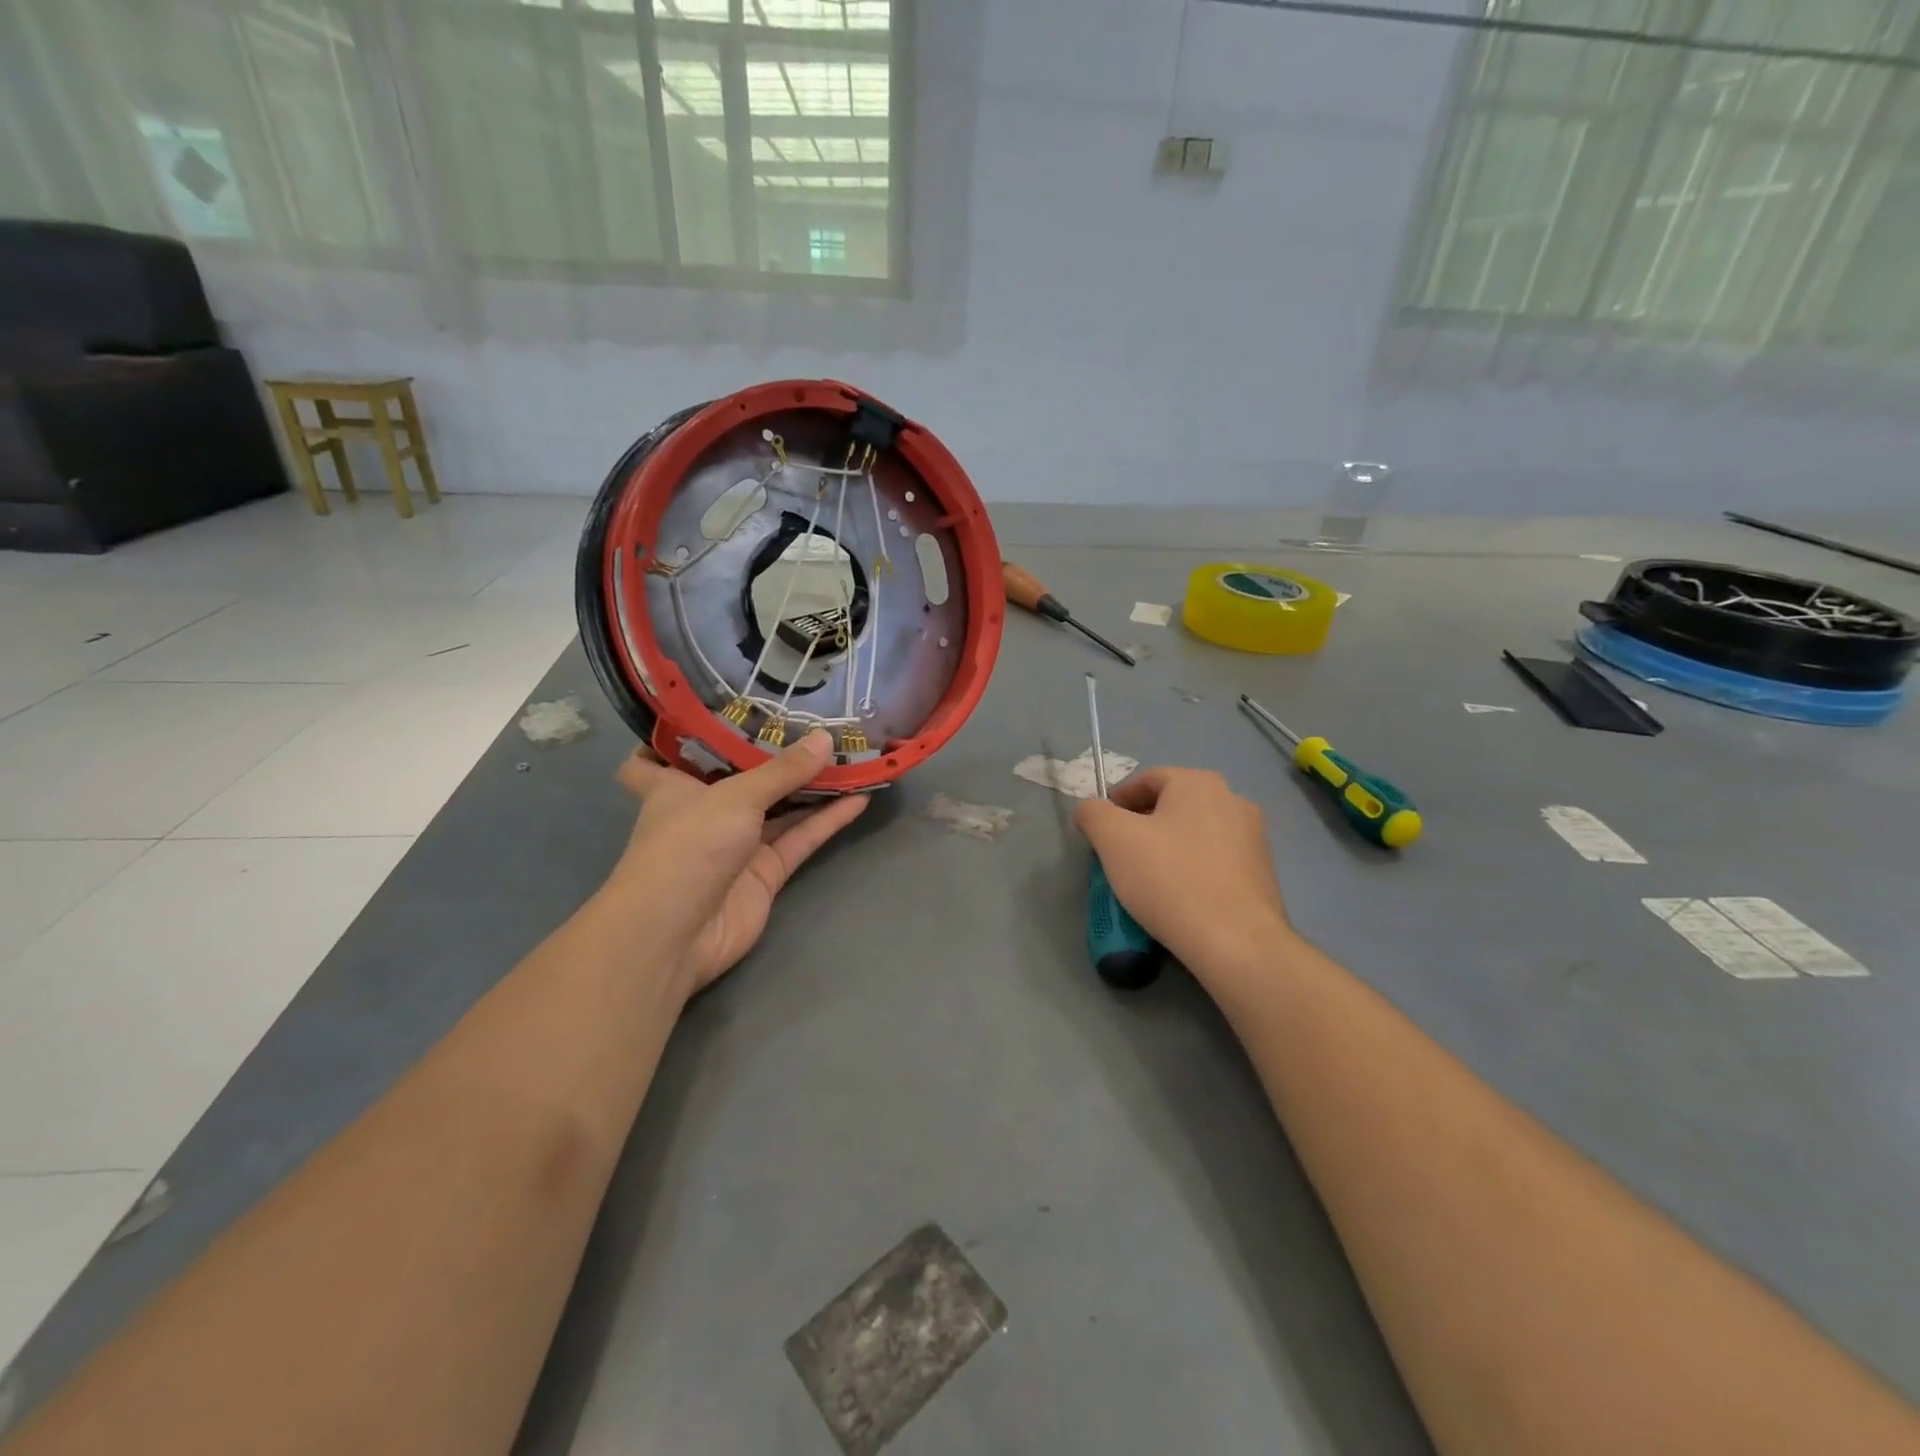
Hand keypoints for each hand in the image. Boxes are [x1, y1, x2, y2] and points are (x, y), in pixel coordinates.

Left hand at [608, 731, 868, 999]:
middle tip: (807, 721)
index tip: (703, 712)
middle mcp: (703, 812)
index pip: (655, 758)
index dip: (673, 737)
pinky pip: (799, 839)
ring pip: (778, 808)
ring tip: (848, 754)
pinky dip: (826, 821)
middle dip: (769, 755)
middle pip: (738, 777)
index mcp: (672, 787)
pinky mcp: (764, 874)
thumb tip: (826, 739)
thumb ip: (783, 770)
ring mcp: (736, 845)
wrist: (677, 934)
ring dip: (810, 786)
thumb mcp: (735, 796)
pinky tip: (859, 798)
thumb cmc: (687, 846)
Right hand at [1074, 767, 1289, 981]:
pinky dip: (1191, 871)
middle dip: (1141, 827)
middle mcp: (1232, 800)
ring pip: (1194, 835)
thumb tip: (1091, 810)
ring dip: (1166, 850)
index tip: (1098, 830)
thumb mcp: (1112, 839)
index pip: (1146, 779)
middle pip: (1172, 806)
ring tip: (1145, 881)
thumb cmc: (1169, 879)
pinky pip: (1214, 862)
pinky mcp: (1263, 873)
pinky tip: (1177, 898)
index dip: (1116, 801)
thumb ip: (1093, 813)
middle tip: (1117, 856)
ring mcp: (1253, 837)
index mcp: (1199, 782)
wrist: (1236, 942)